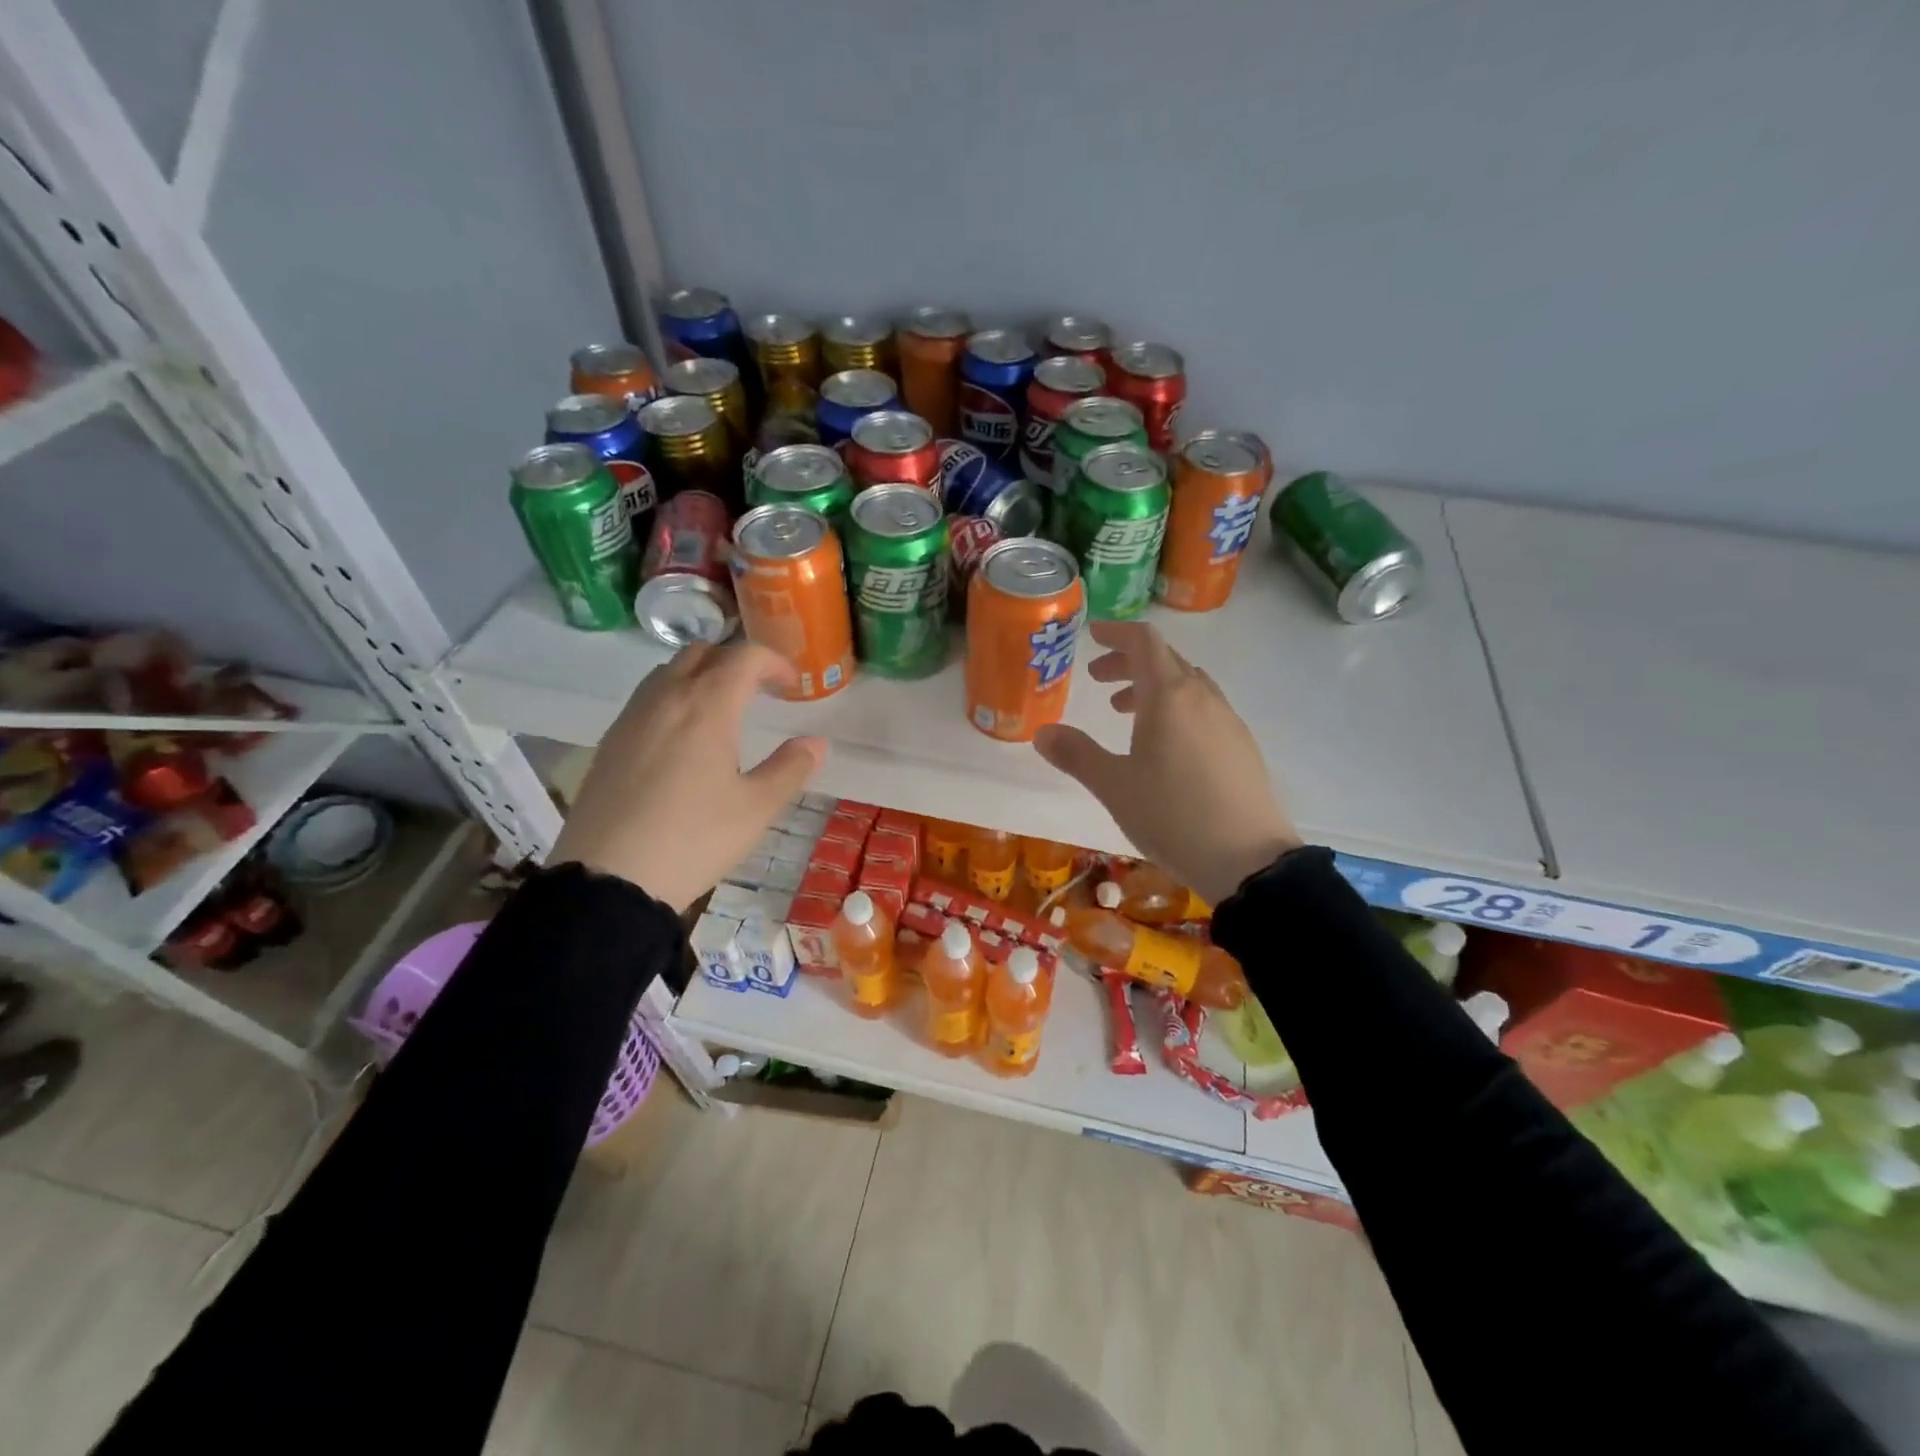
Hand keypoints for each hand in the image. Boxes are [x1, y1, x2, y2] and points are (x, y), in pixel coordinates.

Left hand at [549, 641, 825, 911]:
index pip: (744, 657)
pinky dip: (673, 698)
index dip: (774, 662)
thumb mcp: (756, 808)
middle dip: (735, 662)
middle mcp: (665, 699)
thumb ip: (791, 768)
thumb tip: (816, 743)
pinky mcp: (609, 742)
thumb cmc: (694, 839)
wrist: (610, 879)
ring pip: (668, 672)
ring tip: (721, 711)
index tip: (791, 685)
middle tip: (758, 692)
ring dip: (700, 676)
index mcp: (706, 707)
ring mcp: (631, 718)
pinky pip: (646, 699)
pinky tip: (682, 740)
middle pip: (702, 653)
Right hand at [1034, 621, 1300, 906]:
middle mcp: (1203, 698)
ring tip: (1126, 714)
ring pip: (1188, 685)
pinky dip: (1177, 709)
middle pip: (1166, 660)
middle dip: (1129, 663)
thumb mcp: (1113, 786)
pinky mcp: (1242, 747)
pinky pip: (1204, 709)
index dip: (1116, 633)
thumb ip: (1077, 755)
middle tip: (1098, 680)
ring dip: (1153, 687)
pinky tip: (1166, 746)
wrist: (1247, 859)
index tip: (1092, 636)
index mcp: (1170, 696)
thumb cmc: (1172, 814)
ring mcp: (1228, 721)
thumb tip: (1043, 733)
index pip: (1144, 642)